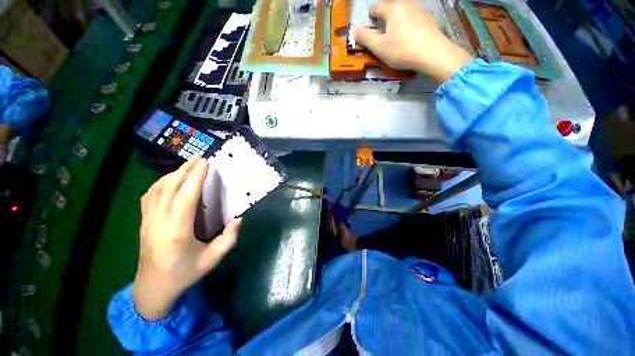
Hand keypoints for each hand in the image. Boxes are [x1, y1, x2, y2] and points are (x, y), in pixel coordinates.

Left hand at [132, 157, 240, 319]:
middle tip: (200, 158)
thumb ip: (229, 239)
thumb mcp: (212, 260)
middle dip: (185, 169)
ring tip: (188, 165)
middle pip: (170, 187)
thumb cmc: (184, 274)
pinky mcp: (143, 222)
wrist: (152, 289)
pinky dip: (160, 183)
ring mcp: (147, 221)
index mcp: (177, 231)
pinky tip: (169, 180)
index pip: (186, 196)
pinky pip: (149, 196)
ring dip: (173, 174)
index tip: (206, 163)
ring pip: (157, 189)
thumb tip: (239, 219)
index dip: (196, 177)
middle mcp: (159, 221)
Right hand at [354, 0, 472, 82]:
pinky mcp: (429, 18)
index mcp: (392, 8)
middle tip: (383, 34)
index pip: (376, 7)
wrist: (432, 53)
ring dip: (397, 19)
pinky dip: (409, 23)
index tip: (370, 28)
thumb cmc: (402, 50)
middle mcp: (406, 3)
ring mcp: (420, 9)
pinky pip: (414, 16)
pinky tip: (410, 35)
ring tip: (396, 35)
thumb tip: (353, 29)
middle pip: (391, 7)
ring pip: (403, 11)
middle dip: (384, 18)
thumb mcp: (379, 47)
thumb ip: (365, 37)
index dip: (371, 17)